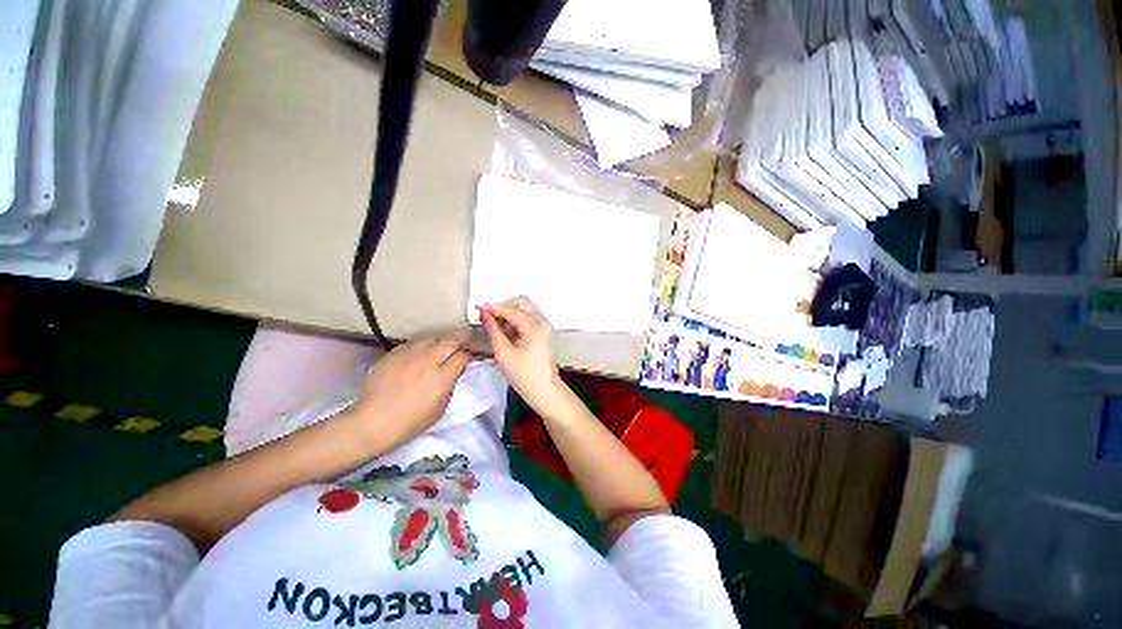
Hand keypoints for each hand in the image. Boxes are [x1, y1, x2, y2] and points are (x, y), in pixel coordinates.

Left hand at [350, 330, 471, 447]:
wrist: (372, 422)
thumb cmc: (411, 422)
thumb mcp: (440, 408)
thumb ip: (450, 385)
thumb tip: (455, 371)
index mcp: (442, 378)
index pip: (462, 356)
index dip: (468, 355)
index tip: (468, 357)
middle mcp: (427, 362)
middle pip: (450, 340)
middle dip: (461, 336)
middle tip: (466, 334)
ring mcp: (408, 356)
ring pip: (431, 337)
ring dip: (440, 339)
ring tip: (442, 342)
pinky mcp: (392, 354)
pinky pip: (411, 343)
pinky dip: (420, 345)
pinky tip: (420, 351)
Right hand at [478, 297, 566, 412]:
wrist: (544, 390)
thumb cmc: (524, 375)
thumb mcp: (504, 353)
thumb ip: (493, 330)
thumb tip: (484, 313)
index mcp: (534, 326)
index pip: (511, 309)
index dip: (492, 307)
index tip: (477, 308)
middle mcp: (542, 321)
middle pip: (521, 302)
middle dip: (502, 306)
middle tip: (487, 317)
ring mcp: (544, 325)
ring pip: (524, 308)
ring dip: (508, 312)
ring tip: (494, 326)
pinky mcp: (542, 331)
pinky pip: (527, 317)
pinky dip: (515, 319)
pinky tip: (505, 331)